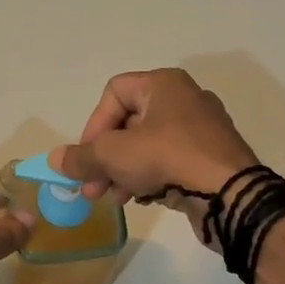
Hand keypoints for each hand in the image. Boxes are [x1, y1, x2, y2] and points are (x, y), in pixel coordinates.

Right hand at [50, 69, 258, 249]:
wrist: (230, 195)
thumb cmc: (168, 159)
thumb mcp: (114, 156)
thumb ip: (81, 157)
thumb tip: (54, 160)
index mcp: (164, 84)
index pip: (113, 93)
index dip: (93, 125)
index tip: (87, 158)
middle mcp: (184, 99)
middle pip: (128, 122)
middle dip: (104, 157)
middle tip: (91, 188)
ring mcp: (201, 130)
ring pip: (147, 145)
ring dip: (122, 171)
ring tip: (113, 198)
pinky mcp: (209, 158)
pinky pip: (168, 161)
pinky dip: (148, 177)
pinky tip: (139, 199)